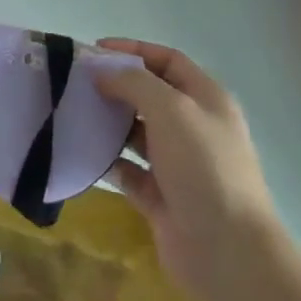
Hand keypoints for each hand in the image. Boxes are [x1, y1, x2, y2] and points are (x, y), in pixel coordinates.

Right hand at [94, 39, 279, 300]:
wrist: (227, 250)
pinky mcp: (162, 197)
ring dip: (109, 123)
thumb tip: (103, 71)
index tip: (94, 50)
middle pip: (151, 96)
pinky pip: (129, 172)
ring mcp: (178, 165)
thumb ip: (134, 83)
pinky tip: (84, 154)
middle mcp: (194, 128)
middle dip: (116, 86)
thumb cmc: (203, 167)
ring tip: (73, 114)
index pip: (168, 61)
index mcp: (207, 100)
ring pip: (137, 134)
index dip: (133, 51)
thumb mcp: (171, 110)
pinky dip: (109, 162)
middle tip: (76, 84)